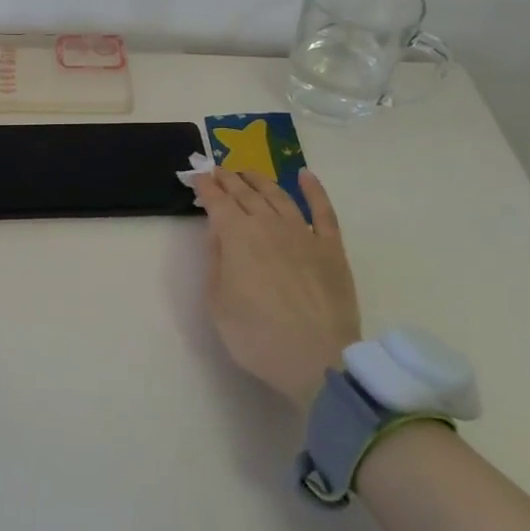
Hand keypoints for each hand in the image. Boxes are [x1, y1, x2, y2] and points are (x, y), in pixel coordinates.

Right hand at [190, 168, 359, 408]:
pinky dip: (313, 189)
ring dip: (260, 180)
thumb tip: (218, 233)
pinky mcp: (331, 247)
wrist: (317, 360)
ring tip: (248, 173)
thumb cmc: (257, 337)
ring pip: (279, 195)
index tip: (198, 176)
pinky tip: (305, 175)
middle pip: (246, 194)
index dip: (206, 187)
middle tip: (218, 170)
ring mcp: (303, 233)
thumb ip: (216, 261)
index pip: (218, 202)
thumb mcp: (218, 303)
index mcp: (237, 236)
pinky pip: (322, 210)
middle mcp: (269, 225)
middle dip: (229, 179)